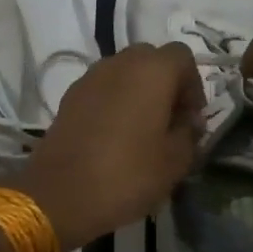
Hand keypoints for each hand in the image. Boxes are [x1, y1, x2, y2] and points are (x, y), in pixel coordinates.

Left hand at [9, 43, 206, 251]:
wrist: (59, 194)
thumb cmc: (127, 174)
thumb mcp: (175, 161)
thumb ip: (190, 132)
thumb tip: (189, 120)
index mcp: (152, 70)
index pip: (182, 56)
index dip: (193, 85)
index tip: (191, 118)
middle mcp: (120, 63)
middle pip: (151, 59)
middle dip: (166, 84)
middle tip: (170, 121)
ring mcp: (90, 77)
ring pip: (124, 72)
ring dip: (138, 92)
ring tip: (142, 130)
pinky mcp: (70, 96)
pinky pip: (102, 88)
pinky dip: (114, 101)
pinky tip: (114, 136)